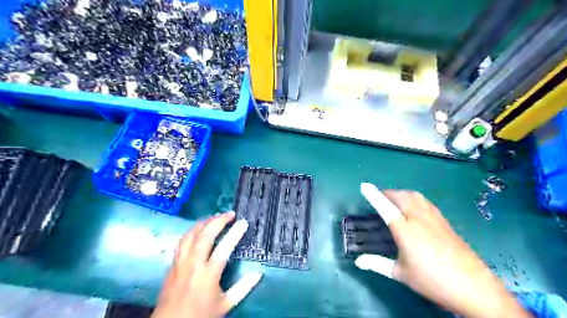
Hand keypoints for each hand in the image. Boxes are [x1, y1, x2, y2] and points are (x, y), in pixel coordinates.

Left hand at [153, 213, 263, 317]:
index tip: (243, 222)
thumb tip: (258, 274)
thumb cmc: (200, 315)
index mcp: (208, 275)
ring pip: (190, 235)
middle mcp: (193, 265)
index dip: (234, 233)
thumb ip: (243, 288)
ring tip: (215, 217)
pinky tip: (199, 230)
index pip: (223, 248)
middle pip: (204, 236)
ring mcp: (180, 263)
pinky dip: (192, 231)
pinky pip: (182, 242)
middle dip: (218, 221)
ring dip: (204, 223)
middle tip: (230, 214)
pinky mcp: (172, 264)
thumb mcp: (225, 305)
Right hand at [356, 184, 529, 317]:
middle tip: (378, 197)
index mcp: (405, 230)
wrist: (474, 287)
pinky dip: (414, 198)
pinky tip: (414, 207)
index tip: (364, 185)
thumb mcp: (401, 273)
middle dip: (387, 193)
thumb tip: (358, 262)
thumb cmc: (432, 281)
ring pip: (415, 196)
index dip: (373, 195)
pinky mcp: (445, 221)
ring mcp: (434, 218)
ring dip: (401, 193)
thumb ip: (377, 263)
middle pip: (401, 197)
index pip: (385, 207)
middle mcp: (419, 218)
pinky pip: (425, 202)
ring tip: (394, 198)